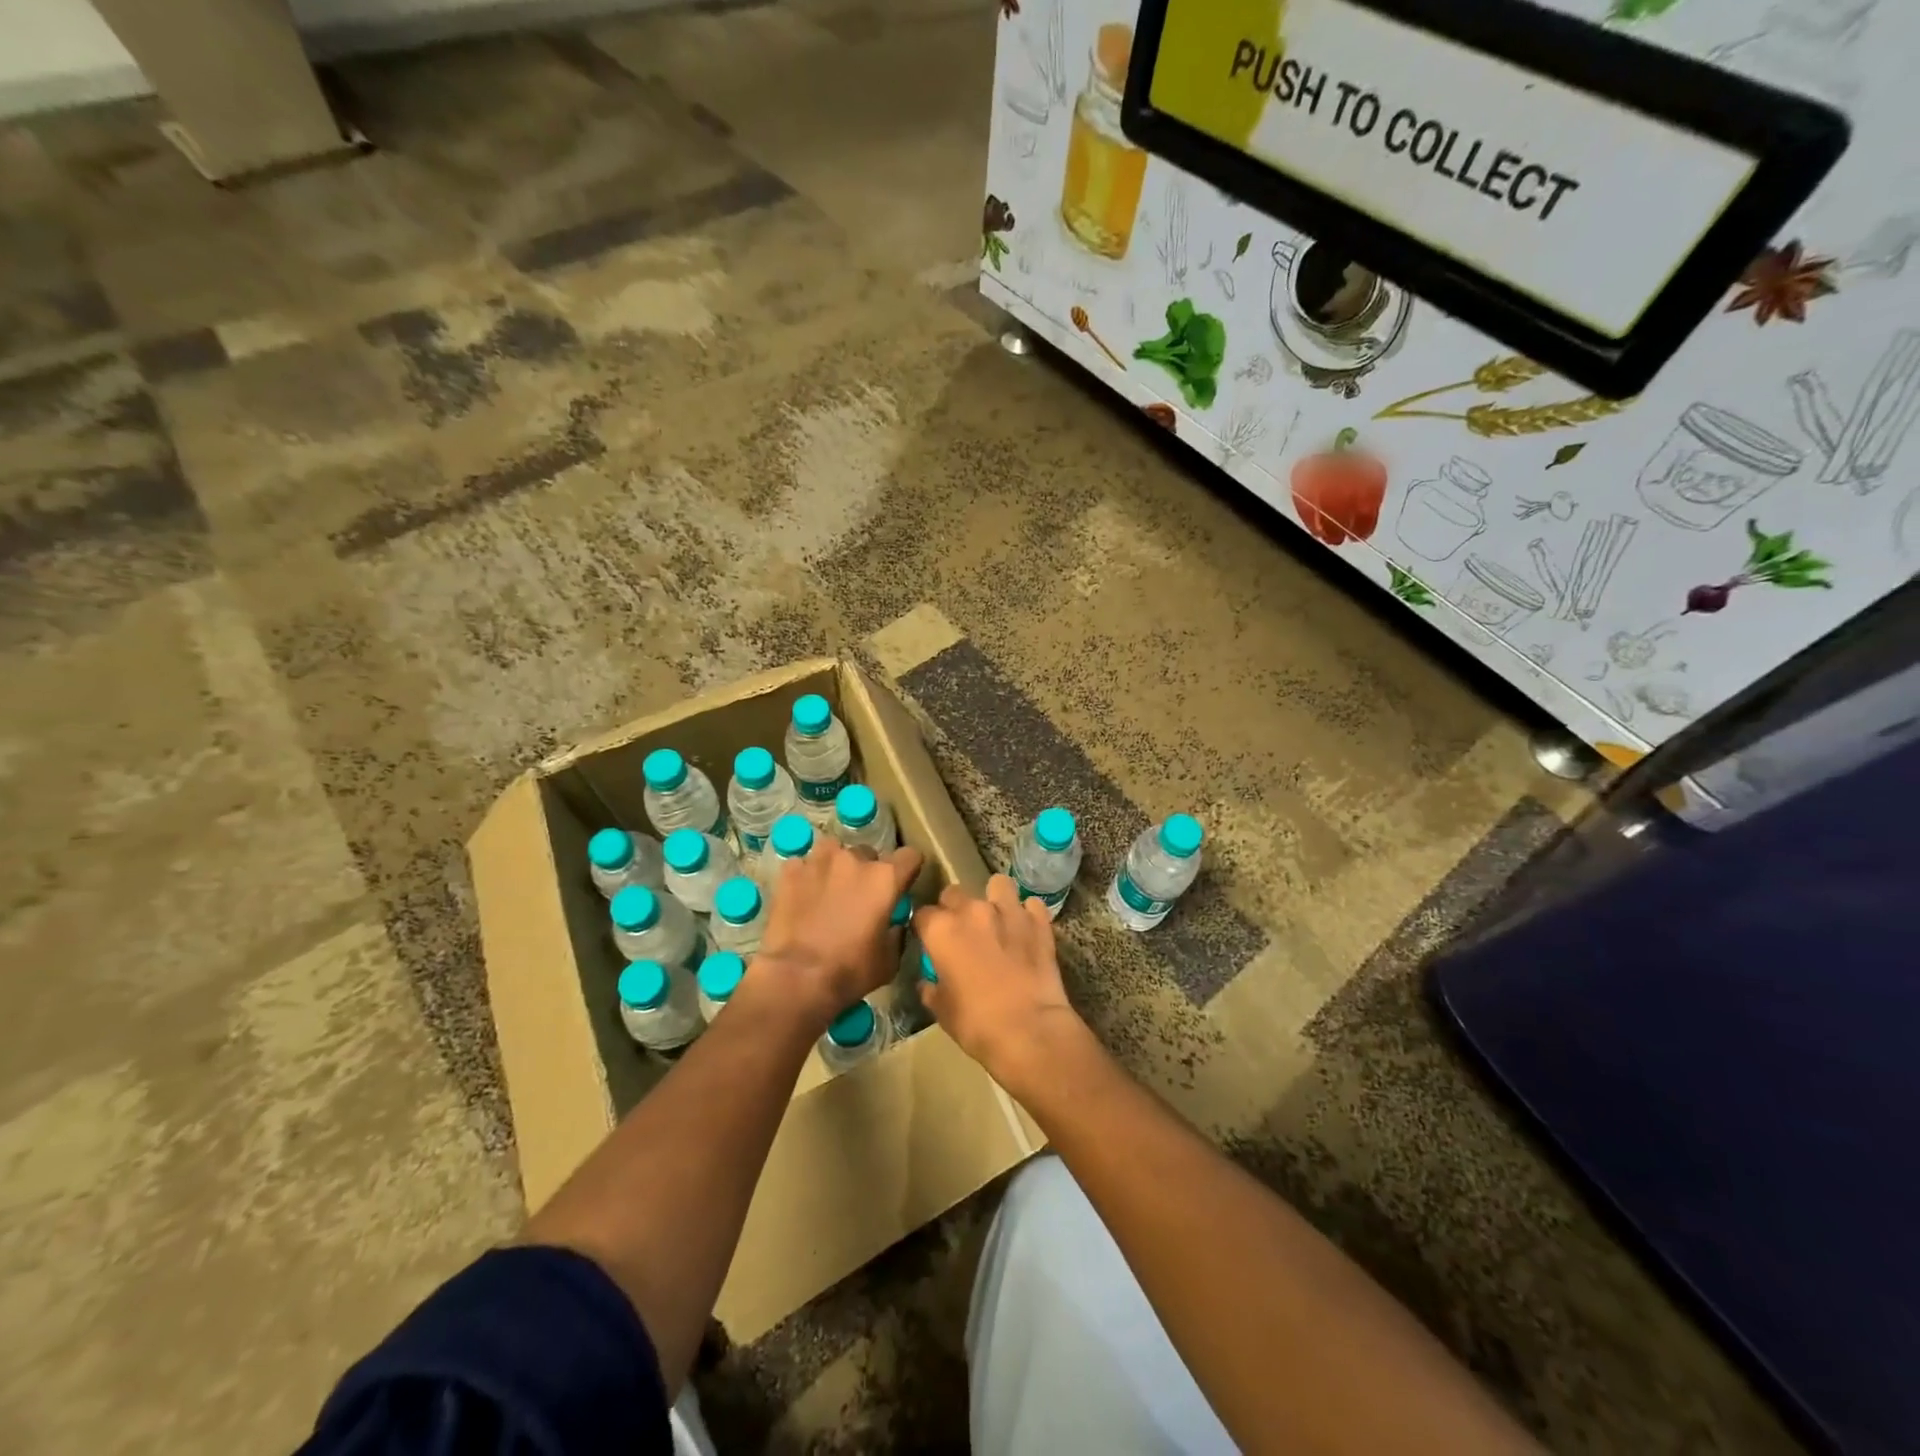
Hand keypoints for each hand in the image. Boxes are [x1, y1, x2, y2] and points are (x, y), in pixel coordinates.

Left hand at [749, 837, 923, 1029]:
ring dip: (835, 866)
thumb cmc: (850, 971)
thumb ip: (895, 933)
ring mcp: (819, 861)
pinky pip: (803, 865)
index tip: (901, 885)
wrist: (795, 978)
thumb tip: (893, 924)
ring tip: (828, 890)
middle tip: (858, 897)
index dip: (908, 870)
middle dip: (866, 871)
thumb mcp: (889, 961)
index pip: (910, 856)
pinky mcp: (790, 871)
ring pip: (834, 851)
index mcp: (885, 878)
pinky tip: (801, 897)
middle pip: (868, 854)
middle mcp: (854, 859)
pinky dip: (805, 877)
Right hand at [916, 875, 1089, 1096]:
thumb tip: (928, 982)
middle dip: (954, 908)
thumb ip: (931, 989)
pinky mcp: (1038, 921)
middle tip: (962, 933)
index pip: (922, 914)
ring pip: (998, 884)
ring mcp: (1008, 911)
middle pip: (954, 893)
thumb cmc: (976, 1023)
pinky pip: (1031, 904)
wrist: (1029, 1030)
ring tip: (998, 919)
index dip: (925, 928)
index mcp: (941, 930)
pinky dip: (1028, 914)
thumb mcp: (942, 1011)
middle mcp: (972, 910)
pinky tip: (1027, 930)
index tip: (930, 942)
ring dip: (995, 898)